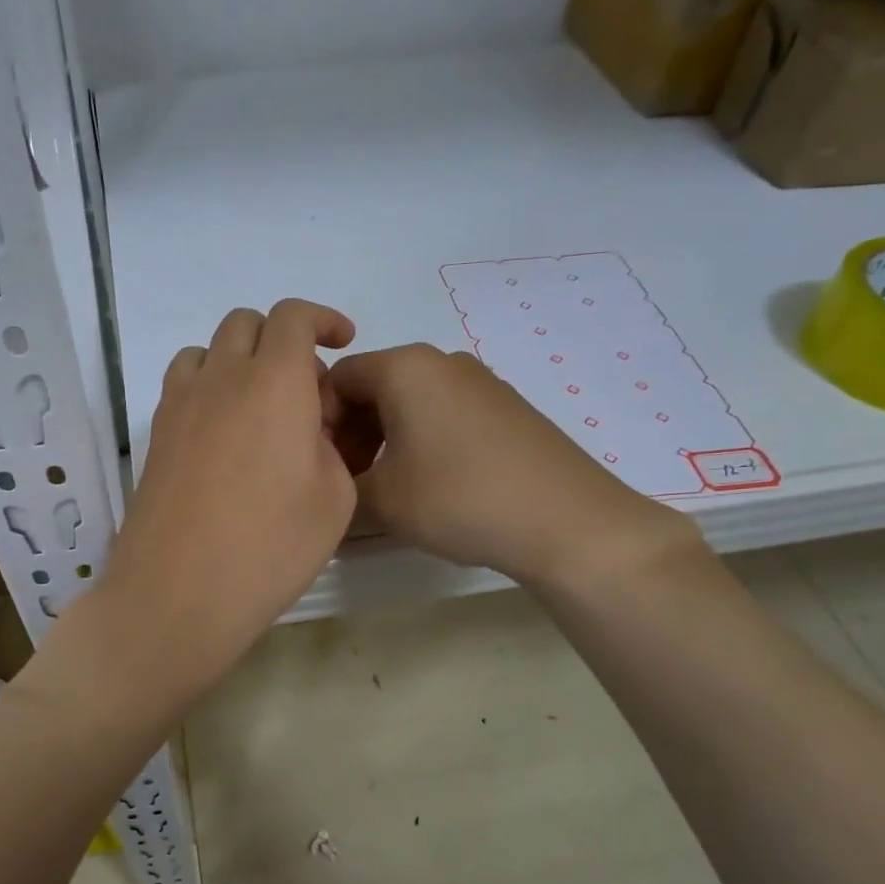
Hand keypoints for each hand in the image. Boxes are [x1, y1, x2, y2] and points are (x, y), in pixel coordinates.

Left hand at [88, 300, 358, 693]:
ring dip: (238, 361)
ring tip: (259, 408)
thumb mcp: (334, 498)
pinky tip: (222, 436)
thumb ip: (328, 446)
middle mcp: (221, 378)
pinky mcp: (155, 436)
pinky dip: (207, 388)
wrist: (178, 592)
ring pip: (207, 352)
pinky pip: (182, 386)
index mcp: (274, 382)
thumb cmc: (269, 548)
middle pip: (246, 324)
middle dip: (281, 340)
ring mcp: (179, 405)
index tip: (342, 341)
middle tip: (304, 389)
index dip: (322, 319)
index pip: (293, 317)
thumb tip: (305, 431)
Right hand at [327, 344, 700, 586]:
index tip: (319, 467)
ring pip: (410, 404)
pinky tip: (430, 487)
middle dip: (352, 434)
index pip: (336, 379)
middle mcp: (441, 362)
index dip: (317, 422)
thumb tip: (327, 491)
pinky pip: (444, 416)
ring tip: (386, 491)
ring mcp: (480, 383)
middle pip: (373, 388)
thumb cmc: (460, 498)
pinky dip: (422, 443)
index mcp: (405, 367)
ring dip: (385, 442)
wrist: (567, 521)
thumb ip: (339, 489)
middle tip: (348, 483)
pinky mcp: (506, 409)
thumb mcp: (381, 501)